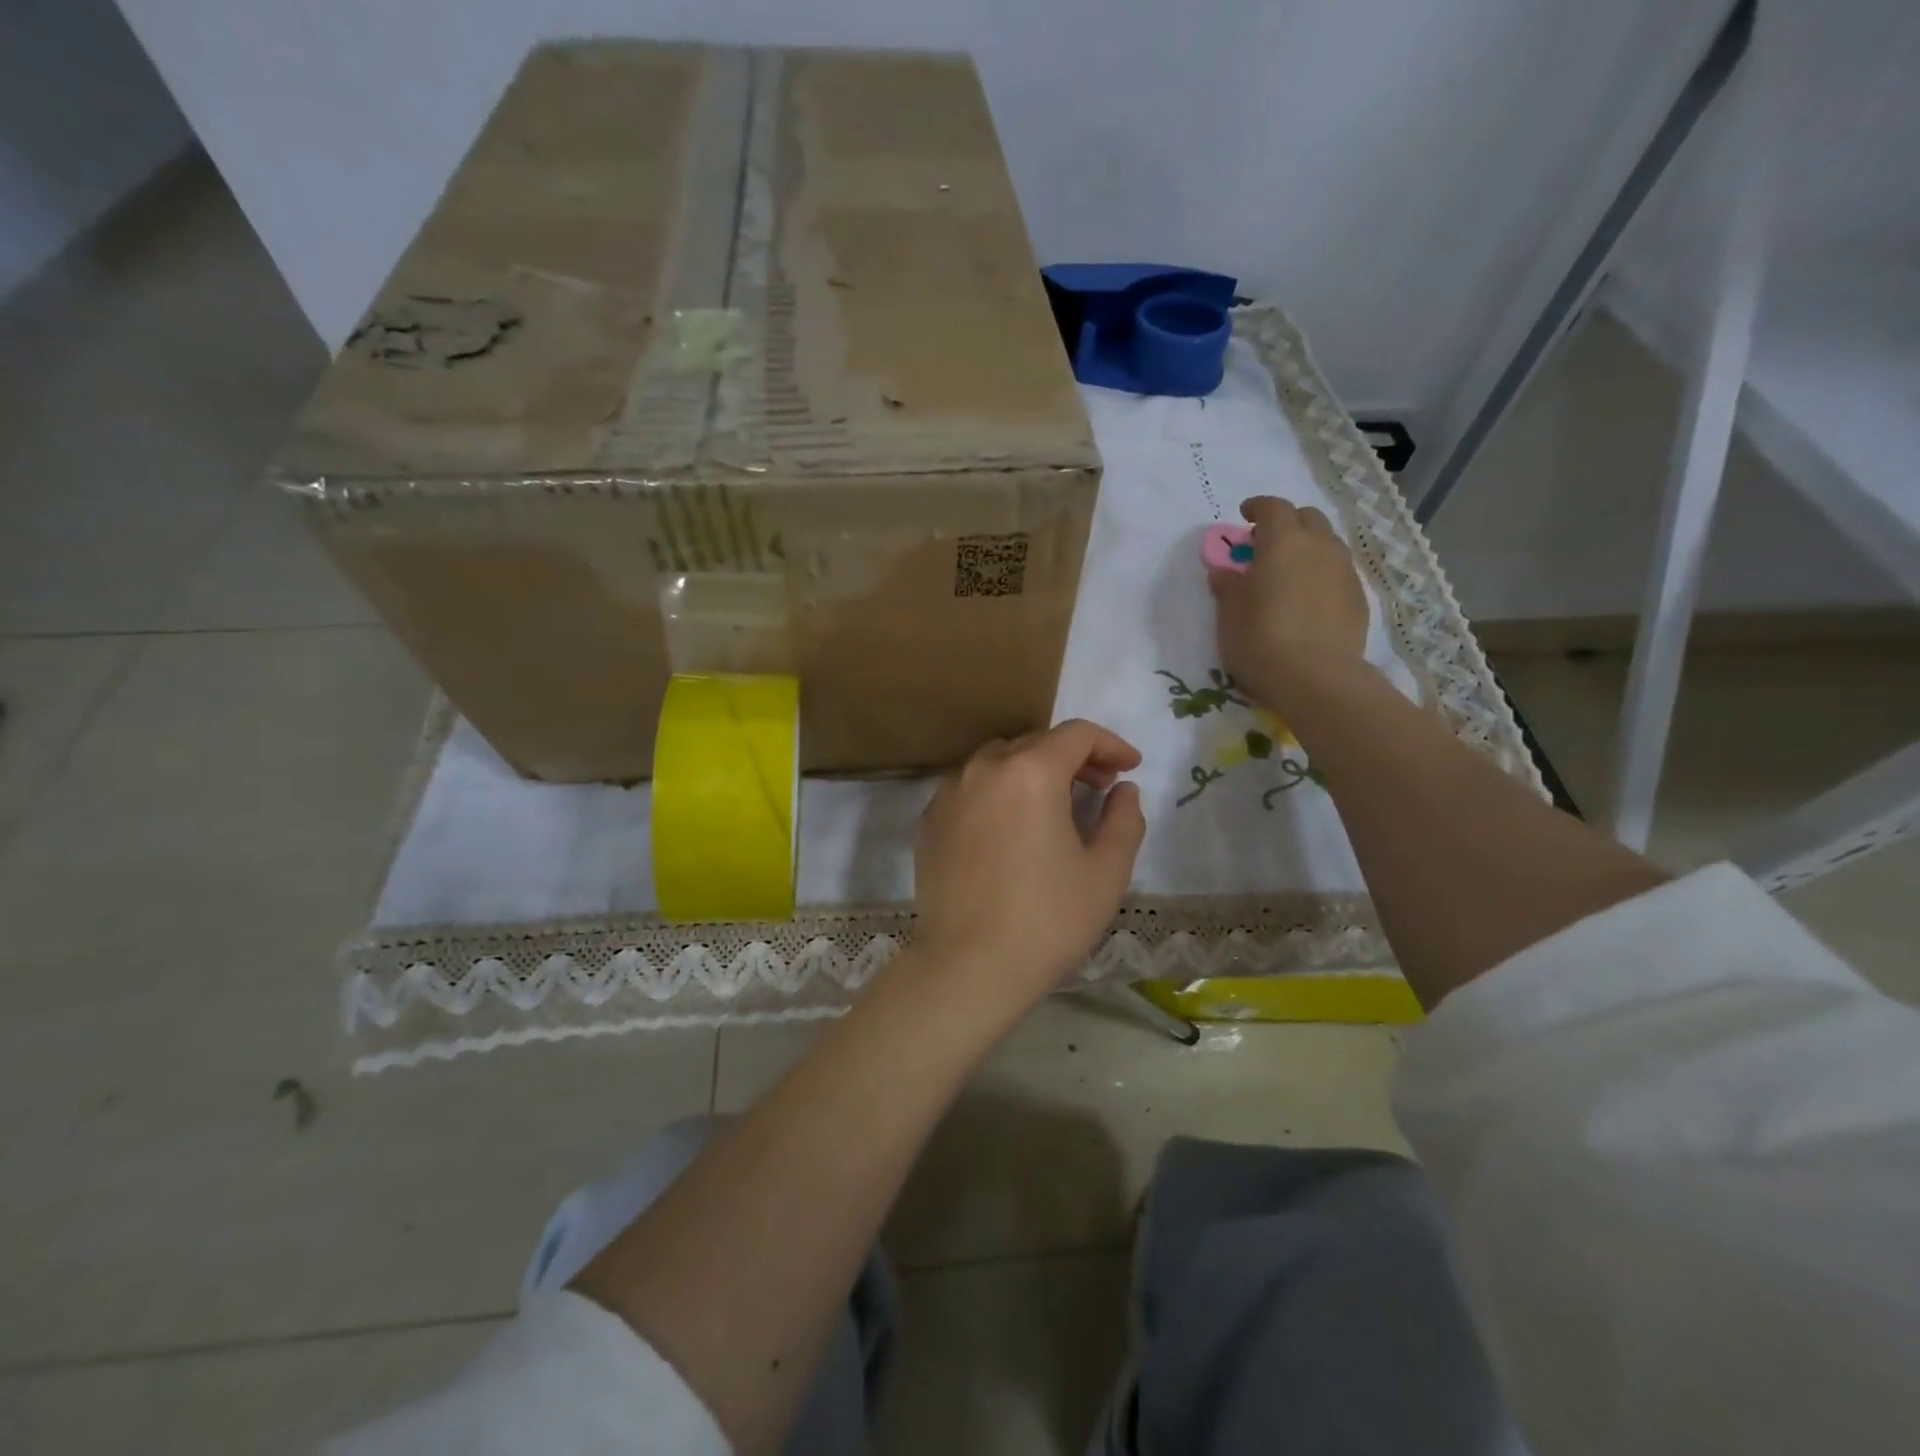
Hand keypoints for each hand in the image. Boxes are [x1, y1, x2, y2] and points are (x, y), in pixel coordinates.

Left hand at [911, 720, 1146, 1016]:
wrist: (968, 967)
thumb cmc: (1048, 920)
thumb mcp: (1106, 873)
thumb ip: (1124, 820)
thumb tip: (1122, 790)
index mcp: (1031, 772)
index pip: (1076, 735)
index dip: (1110, 745)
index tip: (1130, 767)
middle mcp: (984, 768)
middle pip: (1035, 743)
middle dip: (1074, 758)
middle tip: (1100, 787)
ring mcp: (949, 793)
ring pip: (998, 762)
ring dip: (1032, 772)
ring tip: (1054, 806)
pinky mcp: (929, 821)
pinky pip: (970, 790)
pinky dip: (997, 794)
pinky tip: (1010, 828)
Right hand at [1209, 496, 1369, 711]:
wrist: (1316, 679)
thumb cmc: (1260, 641)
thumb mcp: (1229, 615)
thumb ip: (1227, 587)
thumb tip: (1225, 572)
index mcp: (1283, 542)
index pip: (1273, 507)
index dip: (1257, 507)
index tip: (1244, 516)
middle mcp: (1319, 546)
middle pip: (1307, 517)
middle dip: (1287, 523)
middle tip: (1266, 545)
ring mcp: (1344, 570)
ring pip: (1327, 543)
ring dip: (1307, 547)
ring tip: (1289, 572)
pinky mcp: (1358, 597)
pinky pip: (1338, 571)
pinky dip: (1321, 573)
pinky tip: (1308, 598)